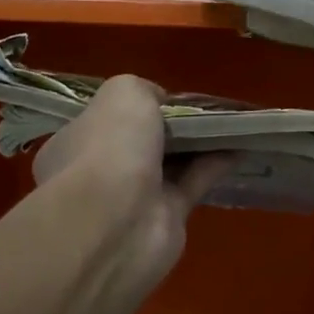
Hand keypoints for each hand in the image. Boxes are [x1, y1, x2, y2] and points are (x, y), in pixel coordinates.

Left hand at [32, 75, 234, 272]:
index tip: (166, 97)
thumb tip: (160, 102)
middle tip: (203, 108)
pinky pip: (194, 183)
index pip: (104, 120)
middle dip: (170, 127)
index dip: (135, 107)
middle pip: (141, 142)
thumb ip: (143, 90)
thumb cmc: (109, 148)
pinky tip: (239, 146)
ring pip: (171, 163)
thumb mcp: (123, 93)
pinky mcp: (166, 218)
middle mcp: (100, 171)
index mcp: (74, 143)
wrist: (116, 223)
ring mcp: (132, 199)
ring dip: (198, 144)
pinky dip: (215, 164)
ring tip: (230, 122)